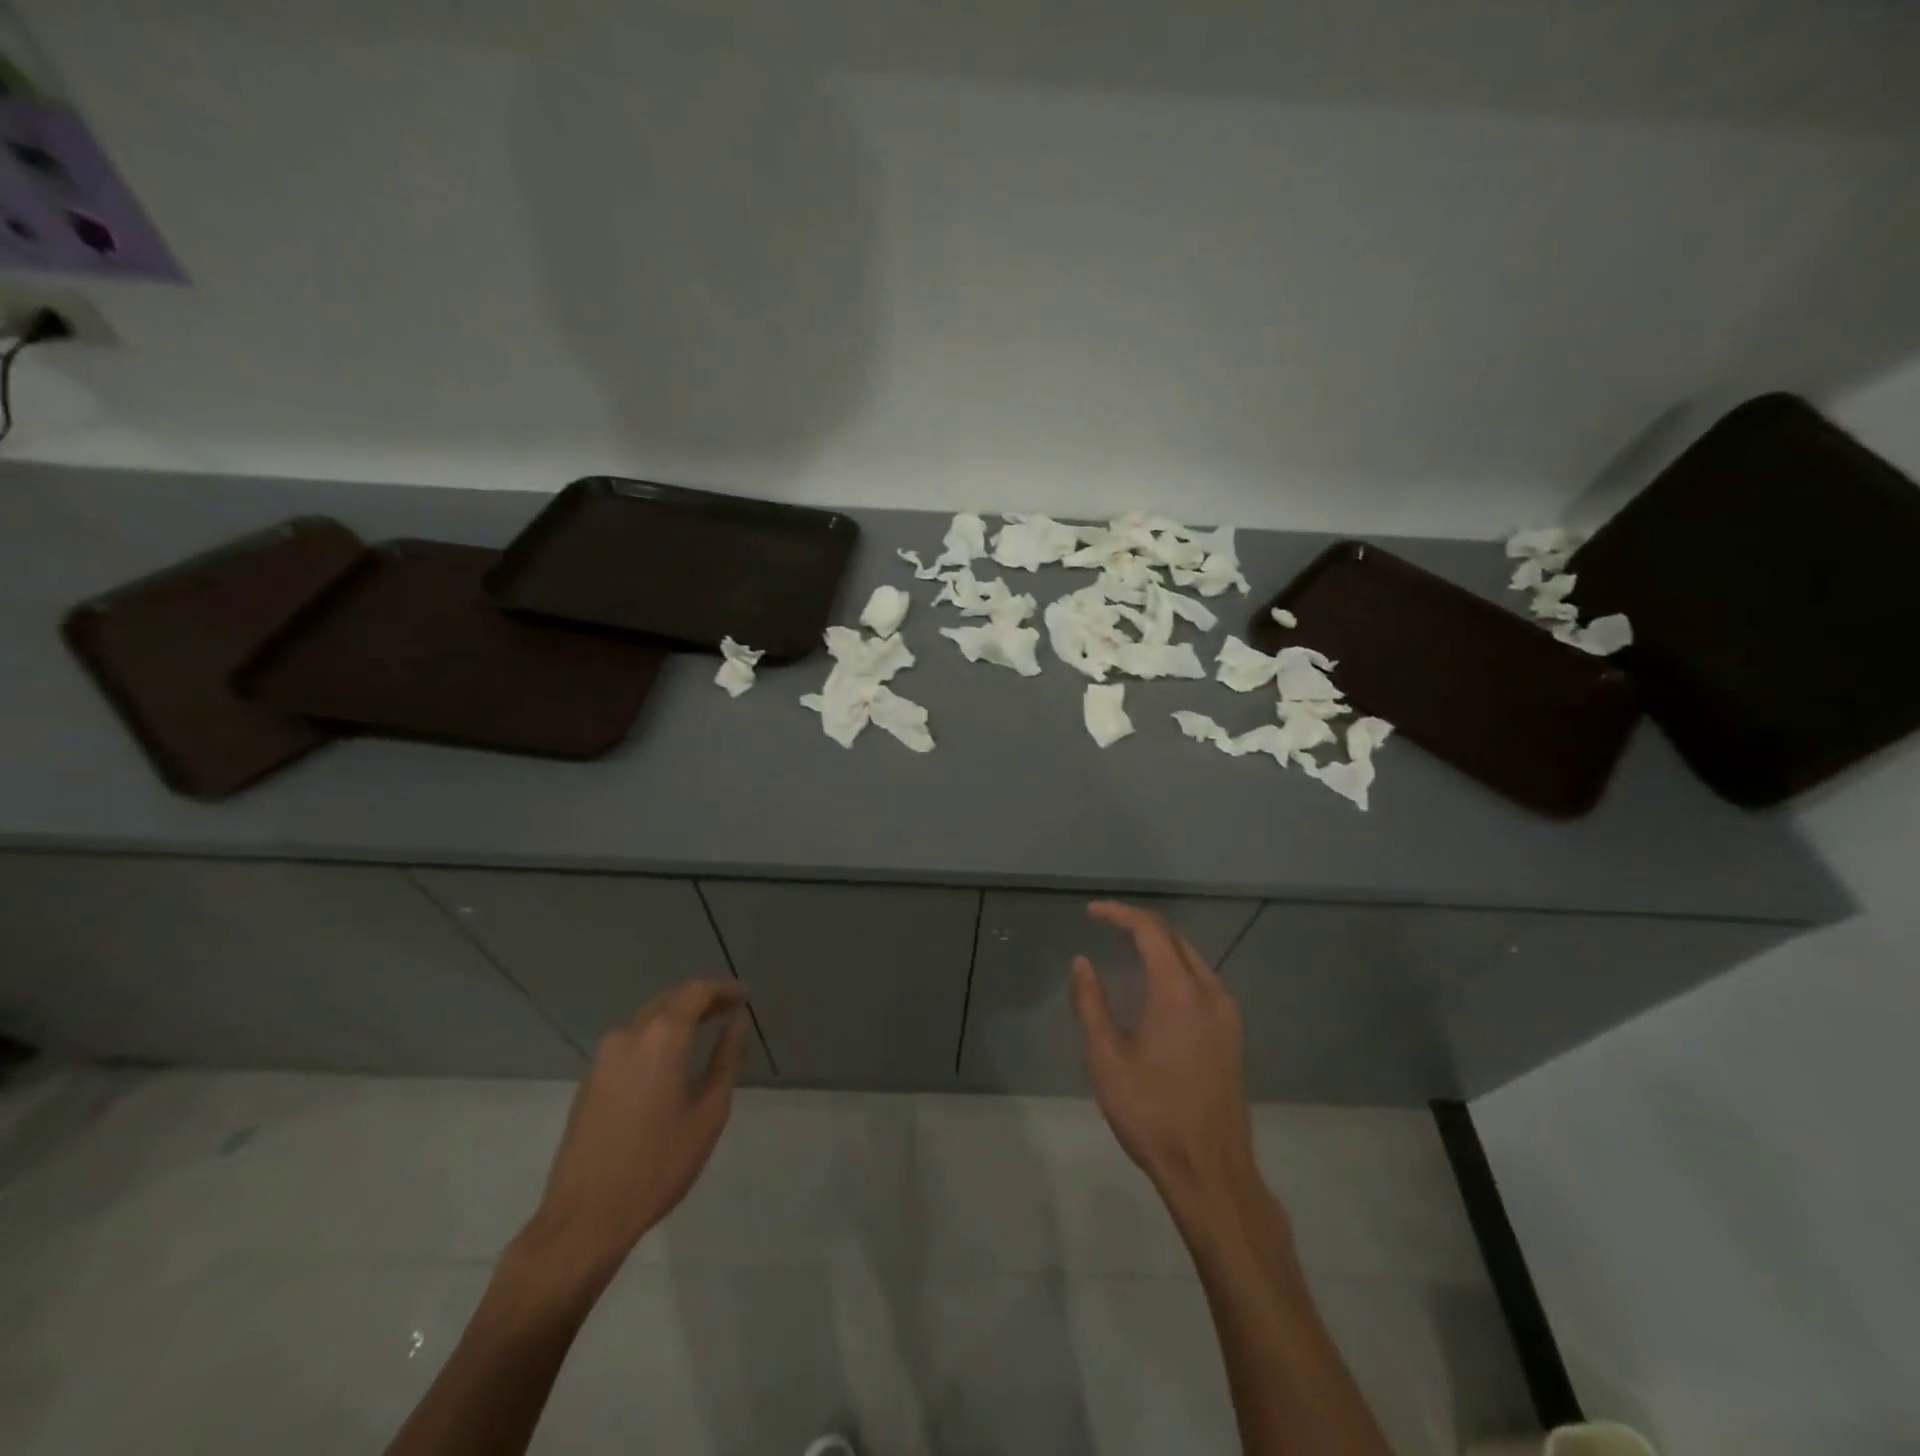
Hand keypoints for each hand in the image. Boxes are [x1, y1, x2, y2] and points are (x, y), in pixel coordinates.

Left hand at [519, 981, 749, 1280]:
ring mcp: (603, 1058)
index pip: (696, 992)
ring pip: (647, 1021)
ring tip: (704, 1032)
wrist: (585, 1218)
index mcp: (661, 1037)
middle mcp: (628, 1035)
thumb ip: (726, 1060)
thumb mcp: (709, 1113)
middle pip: (669, 1001)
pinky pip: (630, 1043)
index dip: (723, 989)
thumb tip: (736, 1025)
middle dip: (700, 1000)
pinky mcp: (589, 1081)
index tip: (744, 995)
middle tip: (729, 1011)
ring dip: (676, 1019)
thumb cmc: (658, 1165)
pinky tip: (670, 1061)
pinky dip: (655, 1039)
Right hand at [1070, 902, 1259, 1210]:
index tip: (1091, 912)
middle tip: (1106, 925)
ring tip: (1127, 948)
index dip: (1119, 914)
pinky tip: (1157, 986)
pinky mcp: (1233, 1035)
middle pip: (1175, 939)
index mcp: (1179, 992)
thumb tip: (1082, 962)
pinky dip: (1177, 968)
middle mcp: (1210, 993)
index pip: (1150, 930)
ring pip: (1193, 959)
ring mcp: (1228, 1014)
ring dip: (1161, 946)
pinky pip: (1204, 981)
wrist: (1210, 1171)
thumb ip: (1091, 1003)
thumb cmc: (1151, 1113)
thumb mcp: (1106, 1058)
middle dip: (1140, 925)